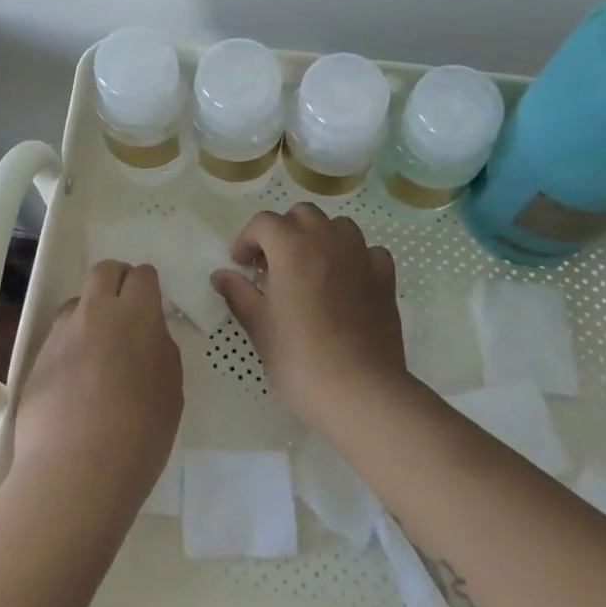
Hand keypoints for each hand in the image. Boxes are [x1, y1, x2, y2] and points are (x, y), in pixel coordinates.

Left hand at [11, 260, 182, 511]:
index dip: (148, 286)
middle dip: (117, 281)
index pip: (142, 275)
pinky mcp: (37, 358)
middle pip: (104, 271)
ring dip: (90, 314)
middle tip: (126, 312)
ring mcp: (61, 333)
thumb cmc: (139, 435)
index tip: (151, 306)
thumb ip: (160, 351)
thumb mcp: (171, 391)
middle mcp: (96, 312)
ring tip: (98, 352)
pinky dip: (70, 346)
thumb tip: (148, 336)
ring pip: (77, 303)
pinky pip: (58, 337)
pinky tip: (75, 381)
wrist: (75, 472)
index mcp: (136, 315)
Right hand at [210, 204, 408, 430]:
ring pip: (337, 225)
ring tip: (310, 269)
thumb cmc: (300, 358)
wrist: (360, 391)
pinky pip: (368, 251)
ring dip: (319, 238)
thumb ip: (238, 293)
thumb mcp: (259, 326)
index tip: (242, 267)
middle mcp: (327, 239)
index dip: (247, 240)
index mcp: (291, 246)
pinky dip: (354, 257)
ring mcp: (360, 255)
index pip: (263, 223)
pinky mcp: (385, 277)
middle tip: (273, 266)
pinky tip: (347, 281)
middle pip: (301, 215)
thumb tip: (221, 275)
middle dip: (283, 232)